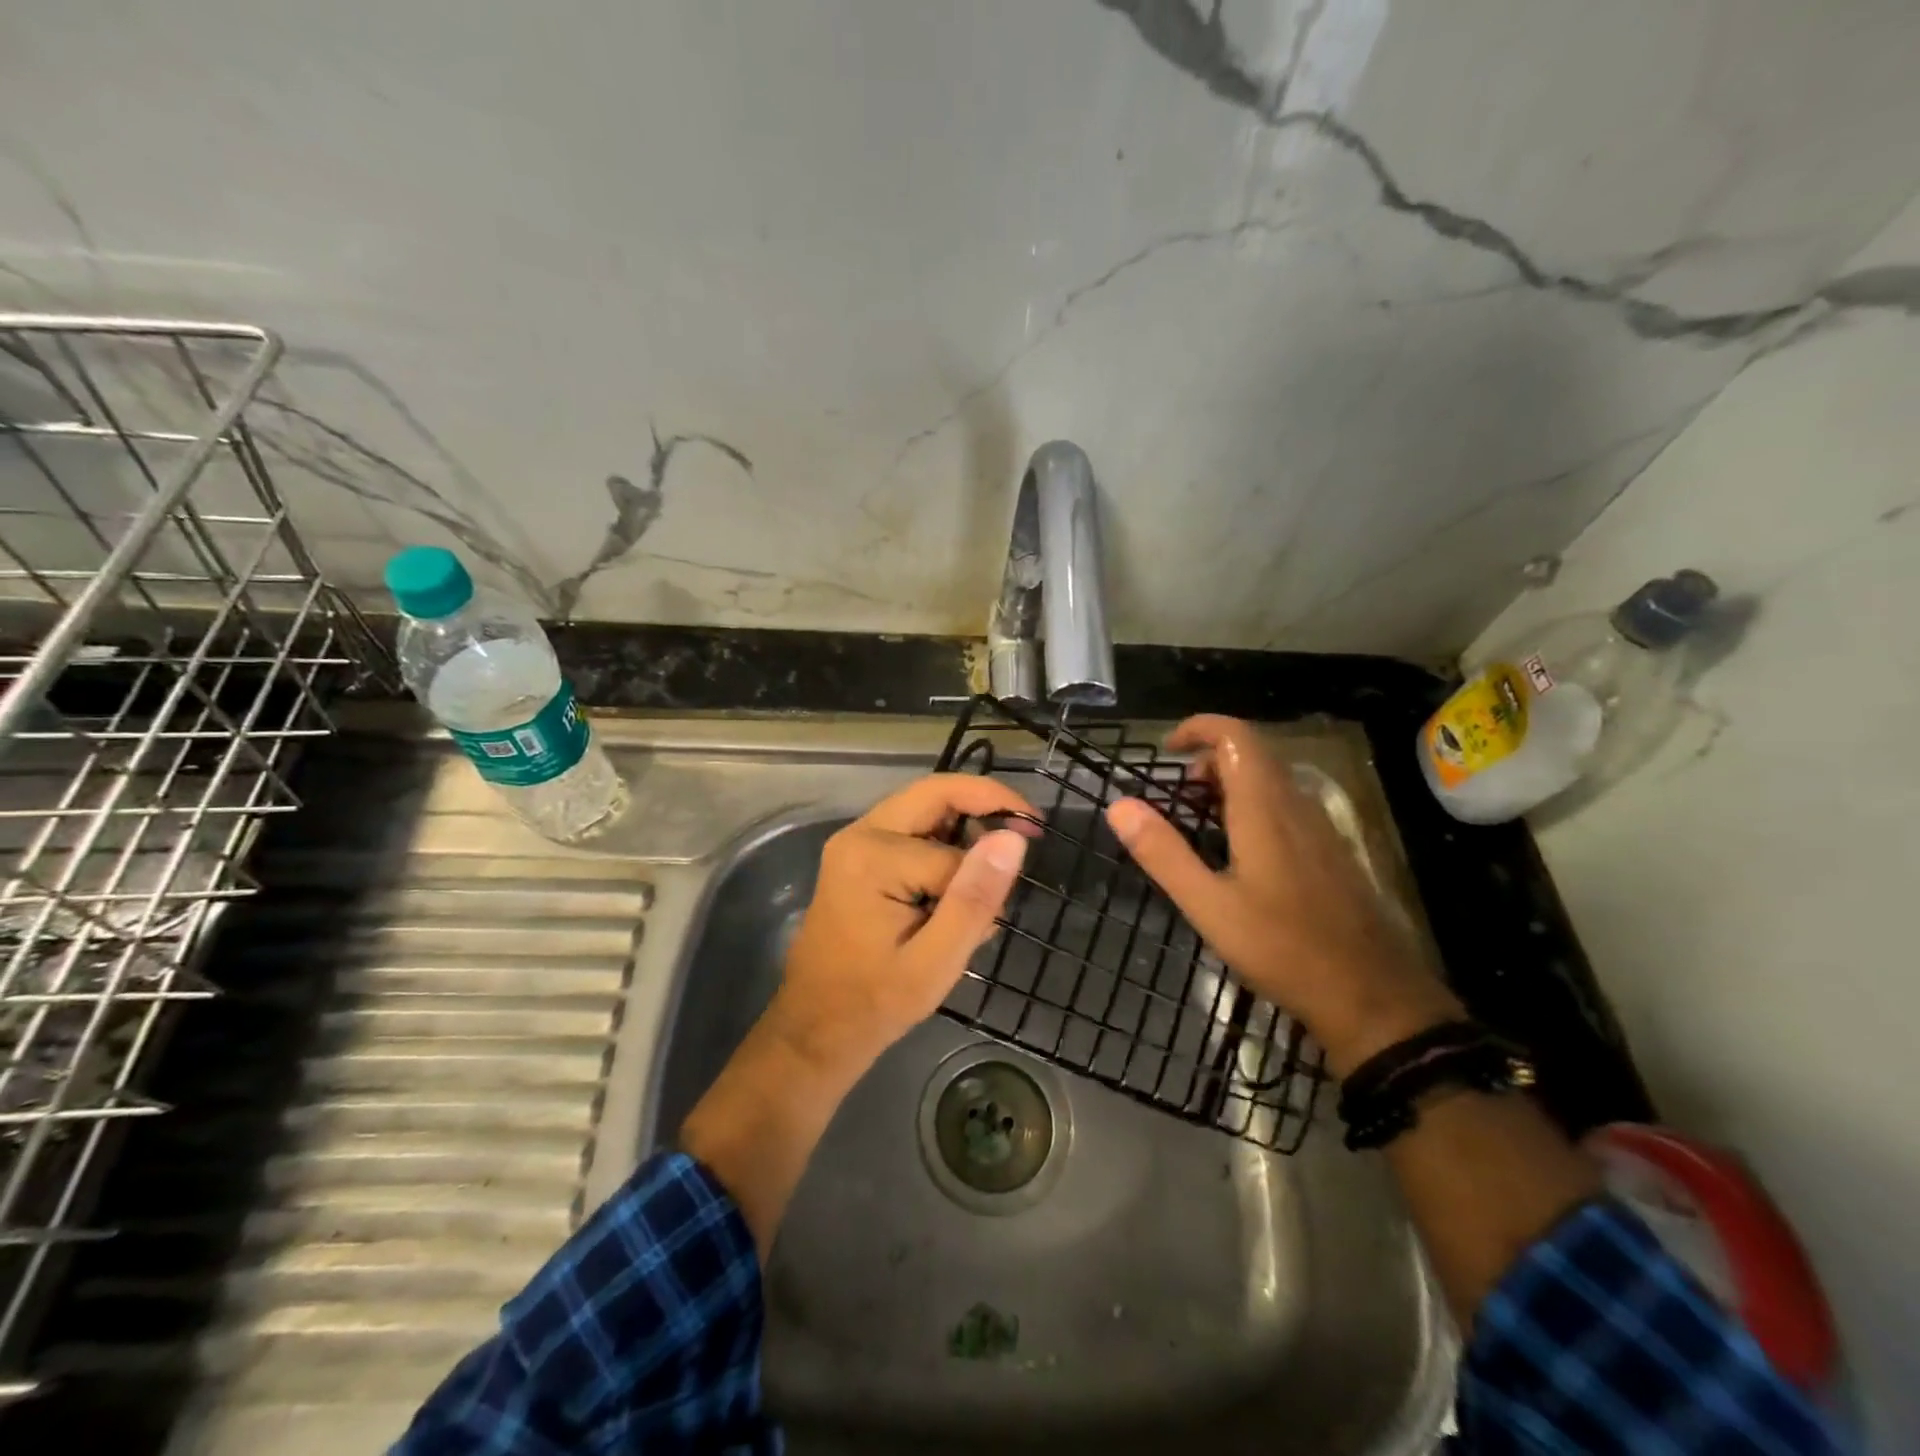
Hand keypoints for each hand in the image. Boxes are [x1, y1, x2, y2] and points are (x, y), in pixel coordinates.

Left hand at [770, 774, 1033, 1073]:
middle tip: (1030, 833)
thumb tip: (1013, 838)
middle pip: (937, 795)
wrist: (816, 1027)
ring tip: (989, 880)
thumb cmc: (875, 1001)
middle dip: (987, 807)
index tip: (1008, 904)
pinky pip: (914, 831)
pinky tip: (958, 889)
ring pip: (928, 810)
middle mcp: (860, 834)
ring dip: (966, 831)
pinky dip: (946, 847)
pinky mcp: (860, 855)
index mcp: (873, 856)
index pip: (953, 850)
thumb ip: (974, 898)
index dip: (986, 874)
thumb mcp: (936, 961)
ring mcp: (856, 842)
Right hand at [1105, 715, 1459, 1075]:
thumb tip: (1119, 805)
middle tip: (1176, 799)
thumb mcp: (1208, 904)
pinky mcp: (1329, 849)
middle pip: (1251, 752)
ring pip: (1269, 779)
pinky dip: (1251, 805)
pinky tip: (1237, 852)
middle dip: (1207, 760)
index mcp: (1264, 808)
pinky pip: (1284, 804)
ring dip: (1229, 784)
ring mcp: (1318, 826)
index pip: (1236, 735)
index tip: (1167, 751)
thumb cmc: (1282, 947)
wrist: (1371, 994)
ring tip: (1198, 823)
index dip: (1199, 728)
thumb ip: (1162, 852)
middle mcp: (1296, 804)